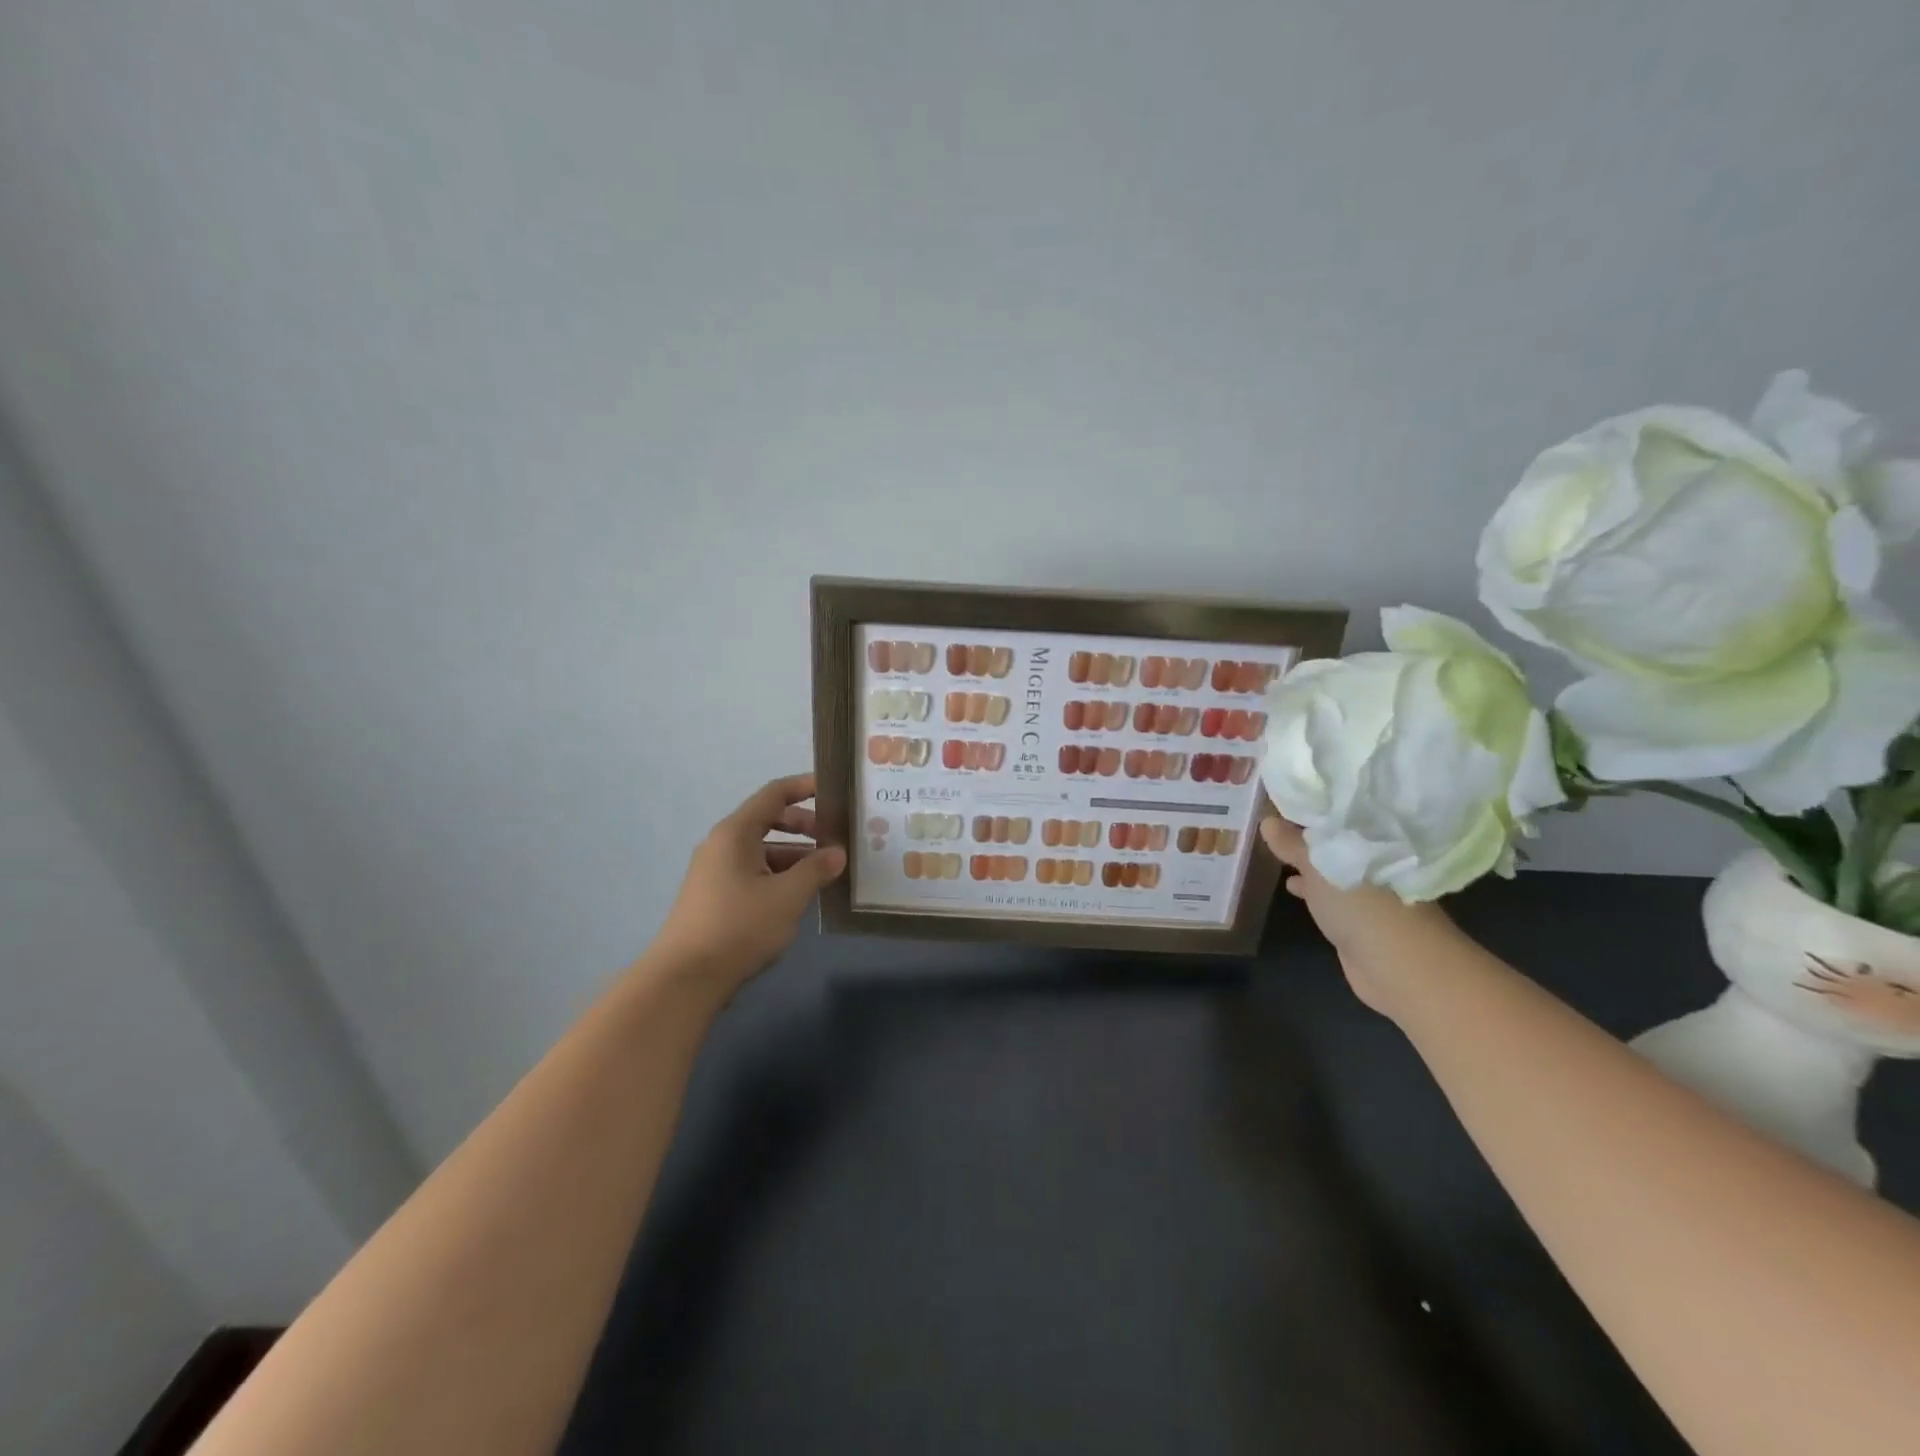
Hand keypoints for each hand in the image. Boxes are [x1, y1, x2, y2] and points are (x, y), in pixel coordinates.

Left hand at [649, 774, 846, 996]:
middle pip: (768, 820)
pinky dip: (779, 875)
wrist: (685, 979)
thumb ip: (816, 870)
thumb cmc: (739, 927)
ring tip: (826, 872)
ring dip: (795, 855)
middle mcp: (723, 844)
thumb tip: (837, 854)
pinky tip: (799, 896)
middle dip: (805, 826)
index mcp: (736, 833)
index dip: (805, 787)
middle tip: (836, 838)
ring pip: (763, 850)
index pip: (774, 794)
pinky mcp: (715, 897)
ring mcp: (716, 872)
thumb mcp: (787, 897)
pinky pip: (754, 872)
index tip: (834, 790)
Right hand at [1258, 814, 1454, 1015]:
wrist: (1399, 966)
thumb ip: (1293, 844)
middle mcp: (1372, 856)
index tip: (1277, 799)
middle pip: (1333, 838)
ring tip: (1274, 852)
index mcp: (1370, 836)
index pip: (1335, 811)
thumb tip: (1267, 819)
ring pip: (1330, 865)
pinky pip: (1331, 891)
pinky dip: (1312, 887)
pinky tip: (1291, 885)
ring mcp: (1368, 888)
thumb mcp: (1318, 866)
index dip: (1307, 805)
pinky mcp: (1361, 915)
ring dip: (1306, 861)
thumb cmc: (1361, 904)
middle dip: (1303, 833)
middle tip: (1269, 822)